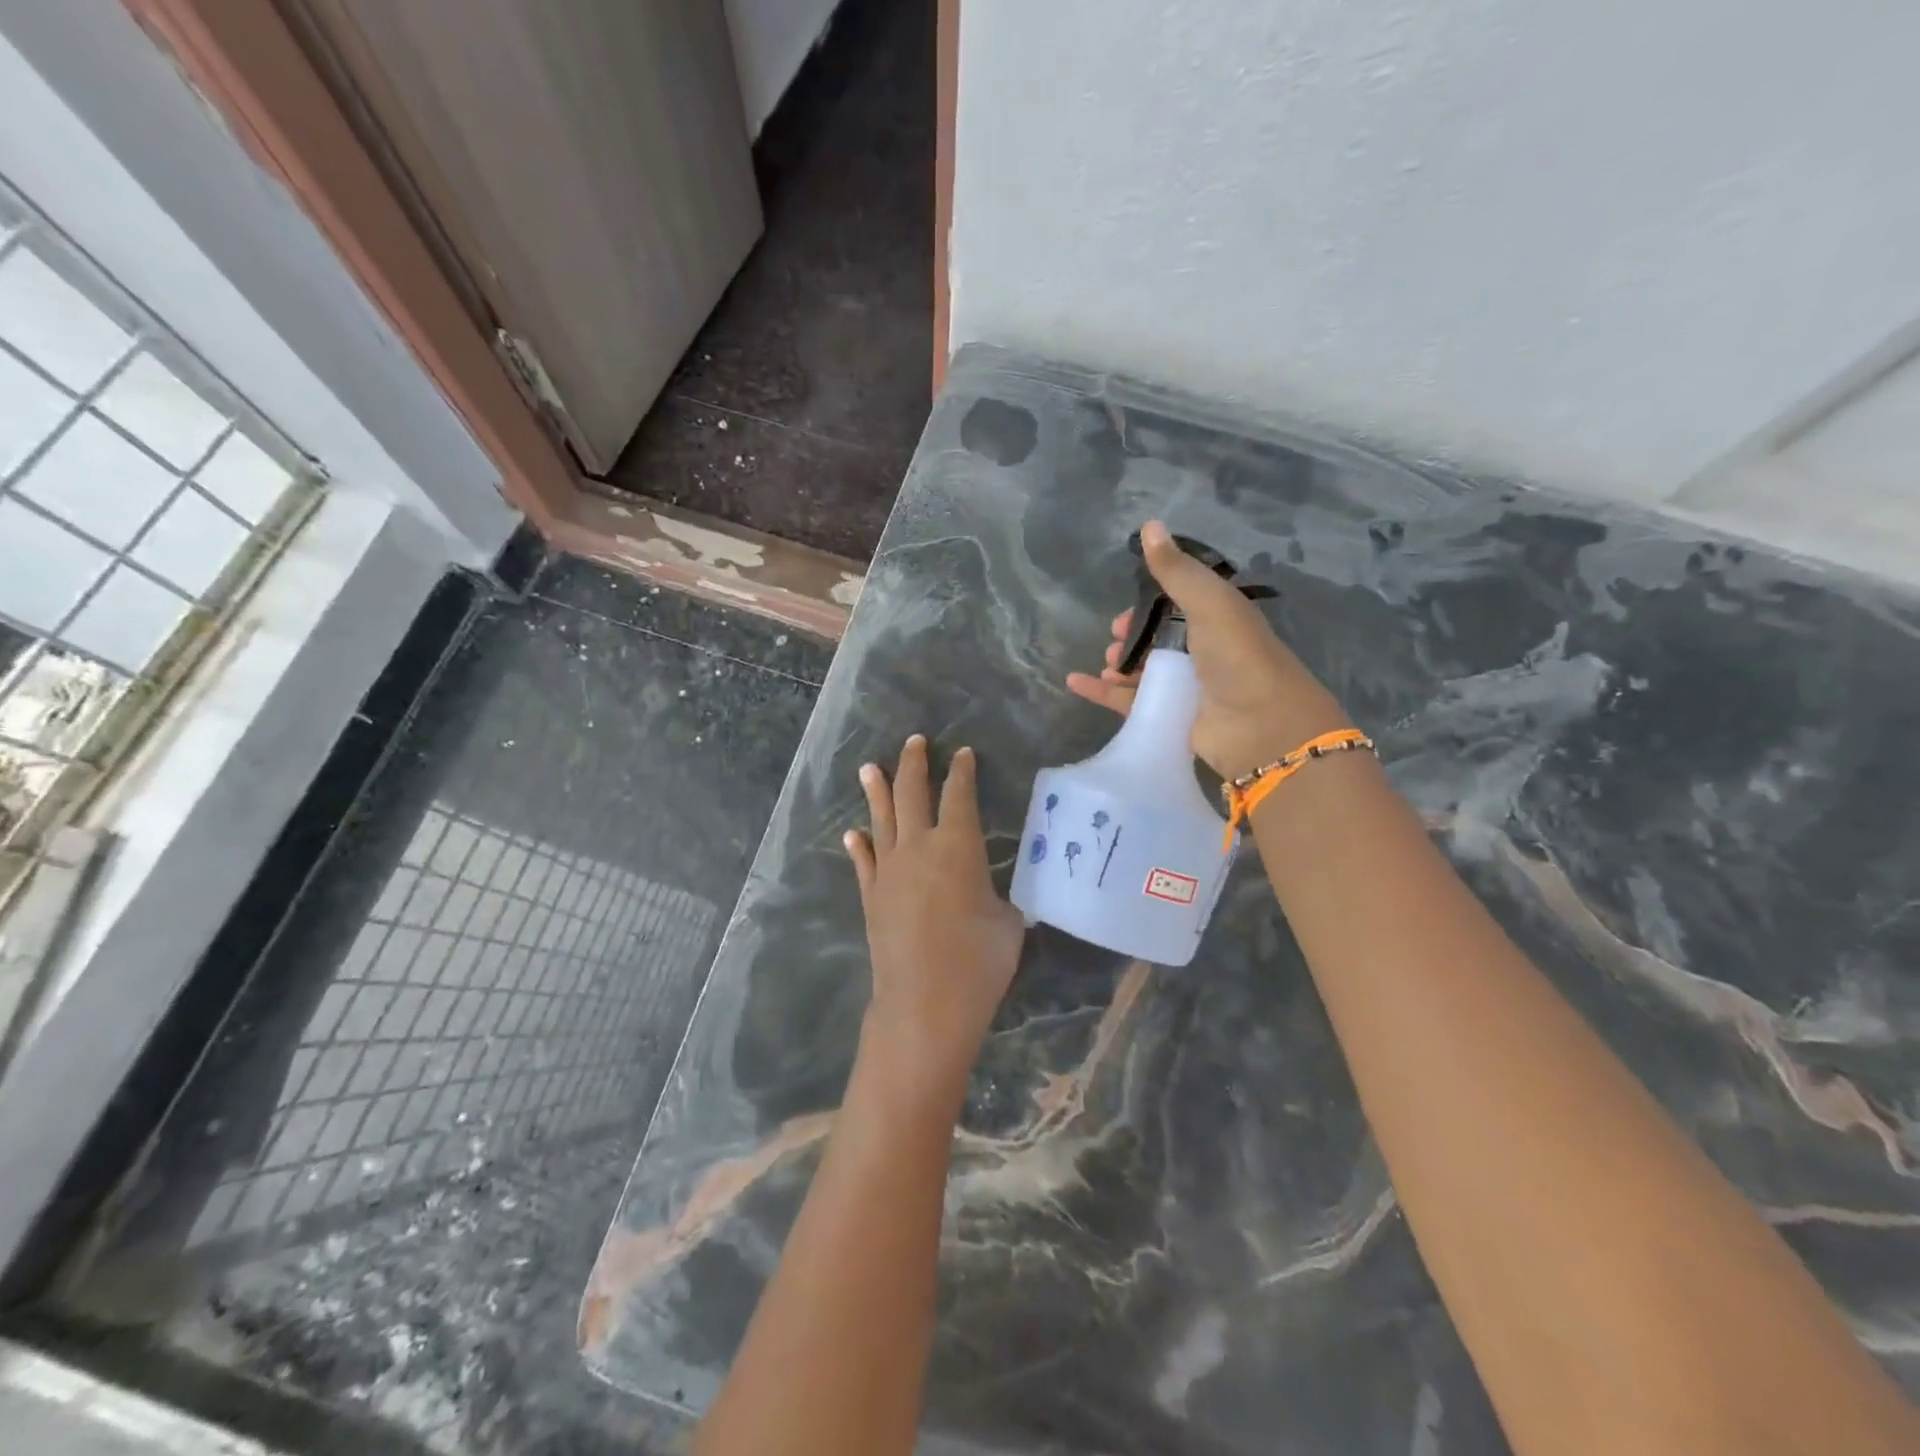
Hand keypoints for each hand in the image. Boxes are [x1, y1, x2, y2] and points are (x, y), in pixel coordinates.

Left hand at [845, 736, 1024, 1104]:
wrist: (924, 1006)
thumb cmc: (979, 963)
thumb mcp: (1010, 922)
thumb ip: (1003, 895)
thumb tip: (998, 891)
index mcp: (958, 845)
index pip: (959, 795)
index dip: (962, 771)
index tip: (963, 754)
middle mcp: (918, 847)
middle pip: (912, 794)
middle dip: (914, 765)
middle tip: (915, 742)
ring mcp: (889, 871)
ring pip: (881, 819)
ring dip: (877, 790)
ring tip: (871, 767)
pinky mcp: (871, 897)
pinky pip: (864, 862)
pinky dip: (860, 845)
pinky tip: (854, 833)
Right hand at [1066, 520, 1351, 780]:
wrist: (1260, 726)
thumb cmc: (1238, 657)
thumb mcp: (1209, 603)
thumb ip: (1176, 570)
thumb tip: (1149, 524)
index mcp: (1218, 620)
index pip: (1179, 604)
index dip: (1151, 601)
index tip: (1131, 601)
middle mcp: (1203, 652)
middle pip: (1158, 638)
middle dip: (1133, 634)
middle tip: (1114, 636)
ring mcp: (1186, 687)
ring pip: (1143, 670)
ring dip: (1120, 662)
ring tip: (1107, 660)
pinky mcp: (1169, 717)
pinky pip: (1128, 701)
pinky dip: (1102, 692)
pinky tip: (1076, 682)